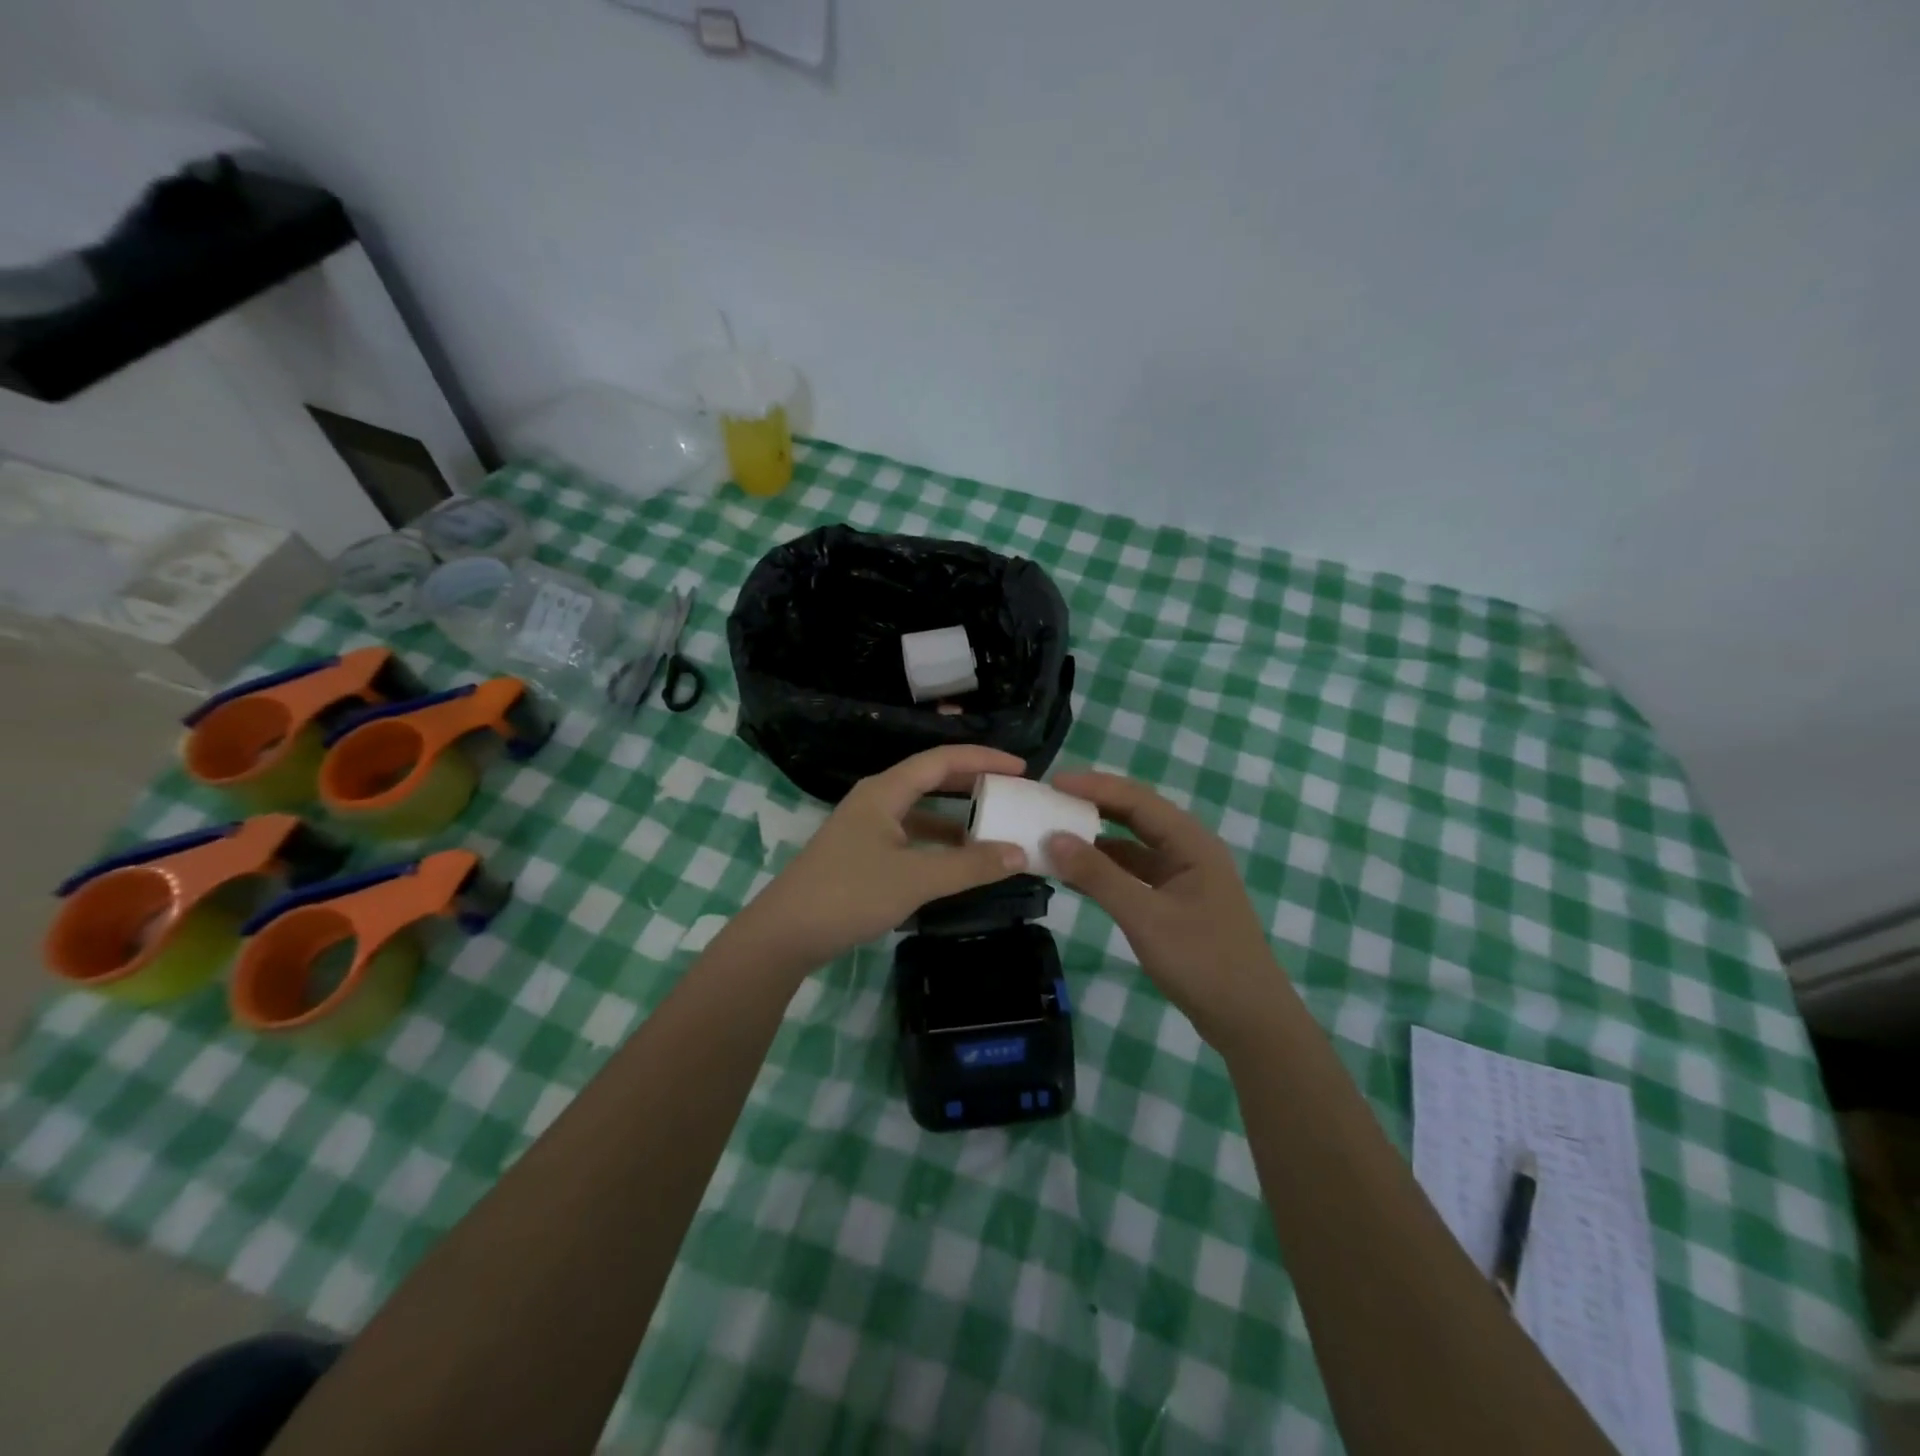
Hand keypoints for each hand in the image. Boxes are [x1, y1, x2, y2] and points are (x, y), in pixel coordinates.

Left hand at [730, 745, 1029, 974]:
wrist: (785, 934)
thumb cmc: (850, 894)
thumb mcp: (916, 879)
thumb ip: (969, 866)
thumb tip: (1019, 853)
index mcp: (885, 791)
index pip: (942, 760)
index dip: (983, 759)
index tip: (1022, 768)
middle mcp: (875, 800)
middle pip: (931, 779)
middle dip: (972, 783)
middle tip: (1011, 791)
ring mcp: (866, 828)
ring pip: (920, 811)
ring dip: (956, 817)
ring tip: (992, 828)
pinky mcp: (861, 854)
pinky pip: (910, 836)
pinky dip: (937, 843)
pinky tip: (956, 862)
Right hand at [1047, 771, 1286, 1050]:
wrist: (1250, 1021)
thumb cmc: (1202, 962)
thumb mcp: (1145, 917)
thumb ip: (1099, 876)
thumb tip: (1053, 838)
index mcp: (1191, 842)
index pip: (1137, 800)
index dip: (1094, 786)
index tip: (1052, 781)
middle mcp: (1189, 850)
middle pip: (1136, 816)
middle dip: (1094, 805)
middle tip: (1050, 800)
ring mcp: (1184, 878)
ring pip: (1134, 846)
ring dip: (1098, 840)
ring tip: (1056, 833)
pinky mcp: (1177, 903)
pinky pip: (1135, 873)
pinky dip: (1106, 870)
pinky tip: (1077, 875)